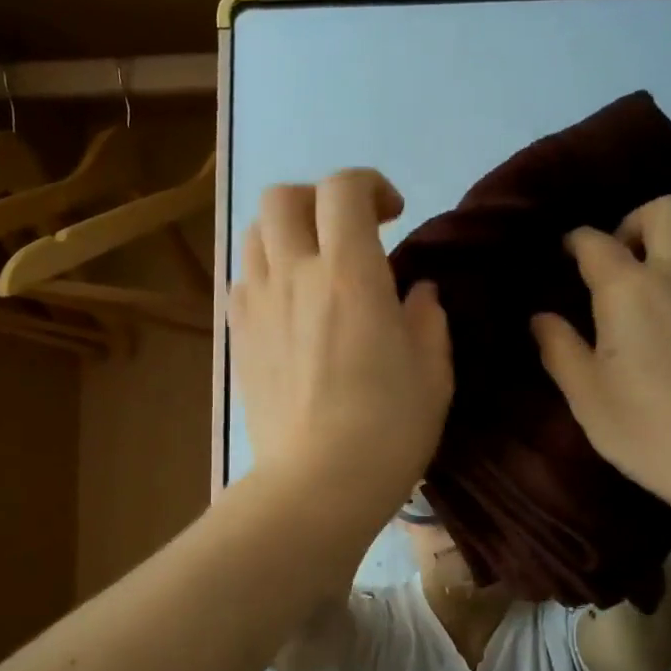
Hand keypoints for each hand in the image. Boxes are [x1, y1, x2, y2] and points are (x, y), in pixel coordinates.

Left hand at [229, 169, 452, 523]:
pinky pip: (243, 280)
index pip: (344, 189)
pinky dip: (267, 273)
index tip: (393, 214)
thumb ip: (427, 320)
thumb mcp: (432, 373)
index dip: (370, 185)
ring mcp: (258, 306)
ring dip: (287, 233)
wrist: (317, 485)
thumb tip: (417, 294)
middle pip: (283, 197)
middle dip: (318, 199)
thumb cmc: (388, 430)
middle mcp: (294, 275)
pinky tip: (290, 306)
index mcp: (350, 274)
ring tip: (314, 264)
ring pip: (255, 234)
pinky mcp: (238, 338)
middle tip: (347, 231)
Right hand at [531, 195, 670, 513]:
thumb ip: (559, 348)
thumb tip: (541, 318)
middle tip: (623, 260)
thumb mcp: (586, 396)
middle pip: (667, 209)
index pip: (595, 242)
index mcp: (630, 289)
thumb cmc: (650, 429)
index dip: (576, 241)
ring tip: (662, 279)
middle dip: (638, 221)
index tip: (567, 252)